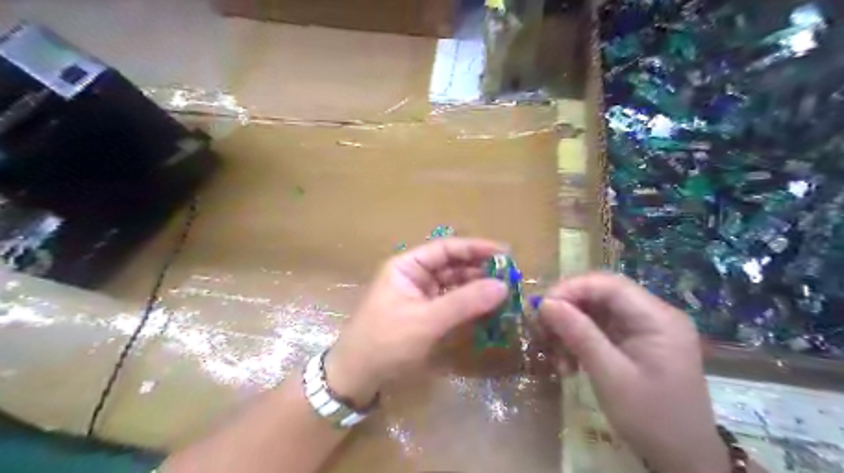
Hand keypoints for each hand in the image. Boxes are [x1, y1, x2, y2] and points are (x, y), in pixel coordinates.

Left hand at [324, 238, 505, 408]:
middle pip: (452, 265)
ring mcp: (419, 296)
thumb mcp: (426, 320)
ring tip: (505, 293)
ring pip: (453, 285)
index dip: (475, 248)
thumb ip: (464, 302)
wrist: (356, 377)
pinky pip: (450, 304)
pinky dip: (468, 305)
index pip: (446, 249)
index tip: (505, 253)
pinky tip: (487, 309)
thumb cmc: (386, 341)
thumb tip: (503, 286)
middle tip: (511, 276)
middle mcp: (414, 276)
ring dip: (476, 288)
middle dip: (479, 269)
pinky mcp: (423, 315)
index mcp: (407, 266)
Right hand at [541, 272, 724, 472]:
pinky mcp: (636, 341)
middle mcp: (654, 314)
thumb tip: (545, 304)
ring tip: (556, 357)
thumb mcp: (611, 377)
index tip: (541, 309)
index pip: (608, 284)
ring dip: (569, 329)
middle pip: (600, 295)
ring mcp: (645, 328)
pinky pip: (600, 329)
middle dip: (567, 310)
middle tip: (542, 332)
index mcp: (658, 318)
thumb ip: (579, 334)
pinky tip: (568, 363)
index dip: (570, 289)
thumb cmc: (652, 419)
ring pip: (595, 311)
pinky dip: (579, 341)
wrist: (684, 460)